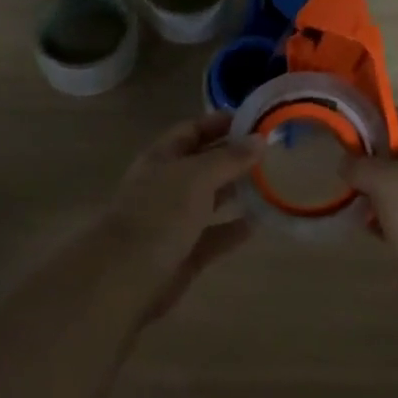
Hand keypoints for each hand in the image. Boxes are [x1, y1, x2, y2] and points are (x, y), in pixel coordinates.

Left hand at [103, 112, 258, 318]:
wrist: (126, 278)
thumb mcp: (197, 176)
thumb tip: (259, 140)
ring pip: (210, 199)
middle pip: (203, 163)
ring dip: (236, 191)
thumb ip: (229, 158)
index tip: (254, 120)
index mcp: (161, 158)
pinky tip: (259, 223)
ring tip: (271, 182)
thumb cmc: (160, 214)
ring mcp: (174, 221)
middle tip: (271, 151)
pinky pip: (214, 236)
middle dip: (233, 156)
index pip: (192, 130)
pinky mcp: (184, 253)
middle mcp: (167, 185)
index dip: (219, 122)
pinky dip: (234, 229)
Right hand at [344, 110, 397, 308]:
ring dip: (378, 192)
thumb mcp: (383, 180)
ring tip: (356, 201)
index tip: (352, 126)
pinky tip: (370, 227)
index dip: (380, 119)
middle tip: (349, 169)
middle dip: (375, 161)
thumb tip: (346, 163)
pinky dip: (387, 218)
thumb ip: (360, 165)